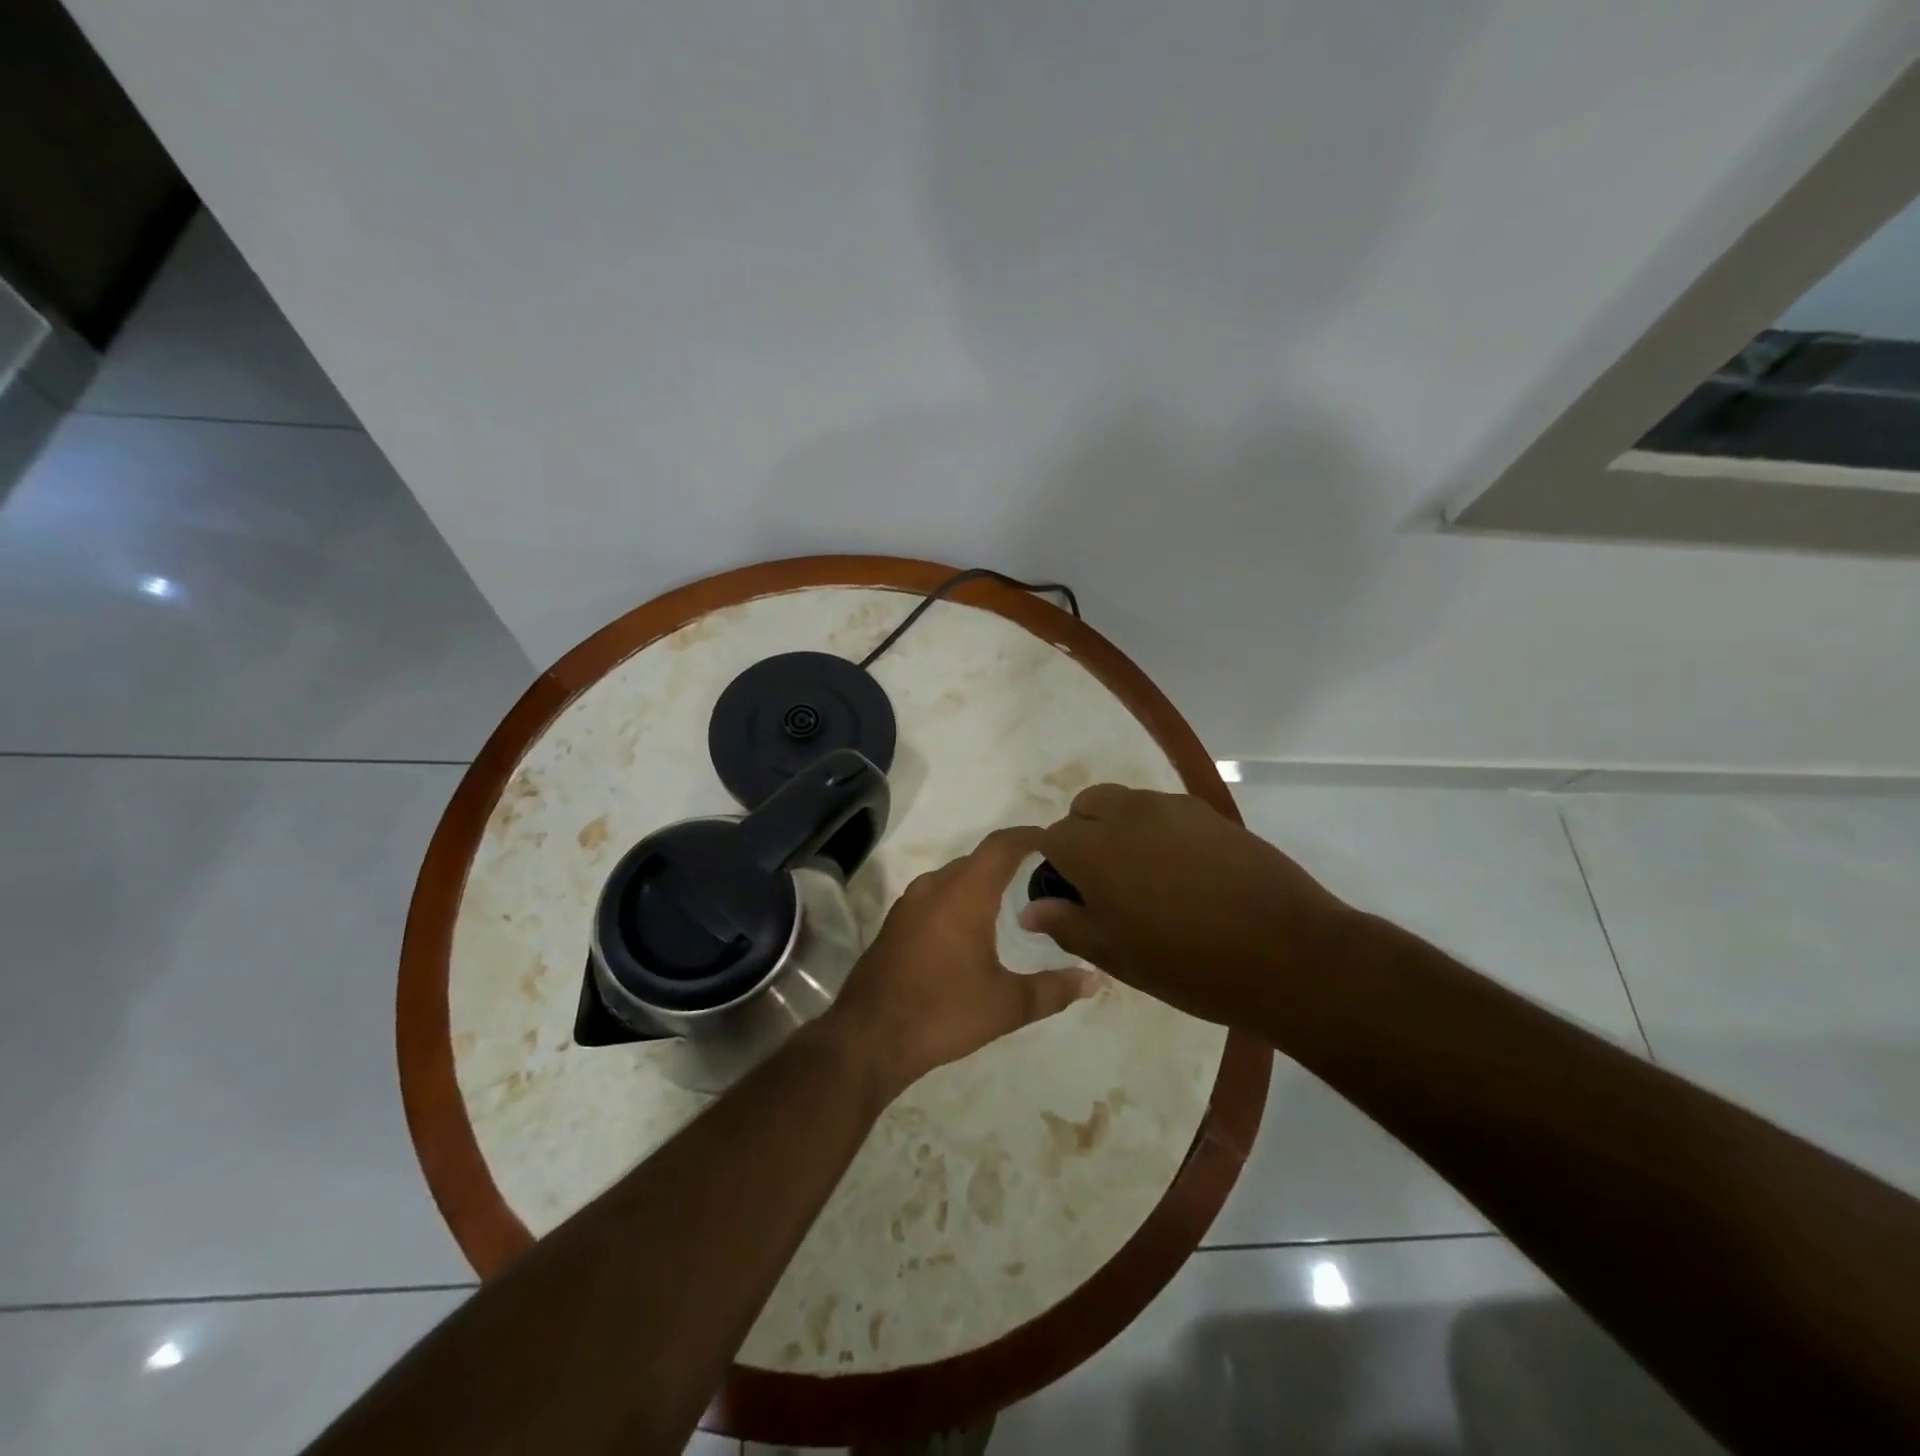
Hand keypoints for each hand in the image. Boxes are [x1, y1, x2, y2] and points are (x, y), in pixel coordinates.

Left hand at [827, 827, 1098, 1097]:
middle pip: (979, 859)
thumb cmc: (943, 1012)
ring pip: (955, 877)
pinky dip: (960, 899)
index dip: (1030, 836)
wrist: (868, 1037)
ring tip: (1014, 902)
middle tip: (1045, 878)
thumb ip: (1054, 989)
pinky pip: (936, 896)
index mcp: (964, 893)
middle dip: (1011, 862)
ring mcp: (909, 903)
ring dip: (983, 882)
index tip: (1057, 840)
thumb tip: (1094, 980)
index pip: (1002, 845)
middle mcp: (935, 886)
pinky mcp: (895, 923)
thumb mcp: (1006, 1005)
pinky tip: (973, 929)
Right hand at [1019, 784, 1356, 1033]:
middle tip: (1105, 882)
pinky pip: (1165, 810)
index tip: (1071, 895)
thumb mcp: (1119, 957)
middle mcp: (1128, 814)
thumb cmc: (1191, 965)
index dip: (1054, 865)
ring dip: (1120, 828)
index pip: (1051, 837)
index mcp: (1095, 849)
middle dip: (1083, 833)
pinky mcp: (1210, 813)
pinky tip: (1184, 871)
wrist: (1288, 953)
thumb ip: (1068, 925)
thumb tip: (1030, 909)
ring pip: (1126, 803)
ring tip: (1146, 876)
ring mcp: (1173, 808)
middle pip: (1086, 805)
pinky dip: (1157, 829)